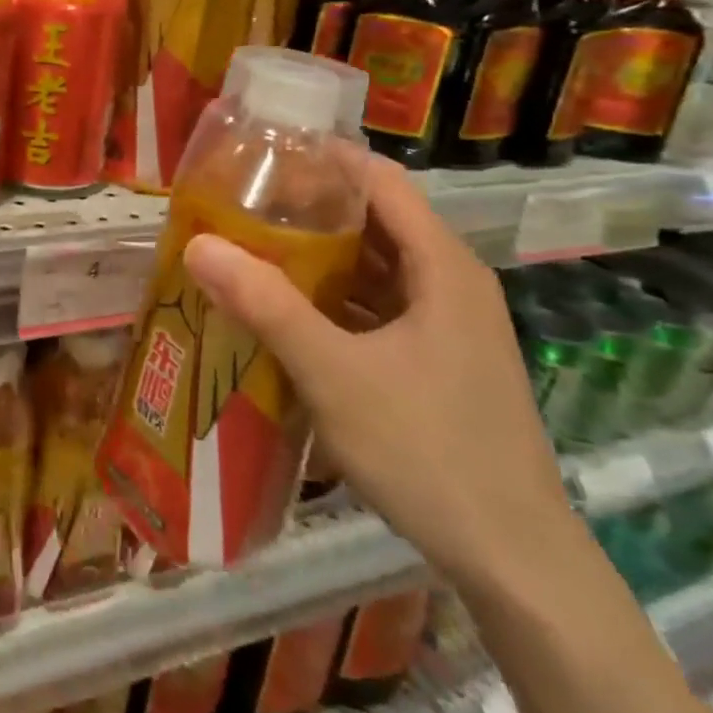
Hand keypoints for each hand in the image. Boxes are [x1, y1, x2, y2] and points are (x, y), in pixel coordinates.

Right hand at [181, 147, 578, 588]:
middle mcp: (449, 283)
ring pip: (375, 268)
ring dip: (319, 256)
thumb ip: (266, 305)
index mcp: (441, 266)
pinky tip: (287, 312)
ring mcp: (447, 326)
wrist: (514, 561)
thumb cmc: (429, 451)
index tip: (263, 151)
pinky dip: (334, 300)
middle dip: (310, 207)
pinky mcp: (437, 362)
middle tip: (241, 202)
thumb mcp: (334, 373)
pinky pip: (378, 309)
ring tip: (251, 247)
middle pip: (375, 221)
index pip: (380, 181)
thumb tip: (198, 245)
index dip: (324, 158)